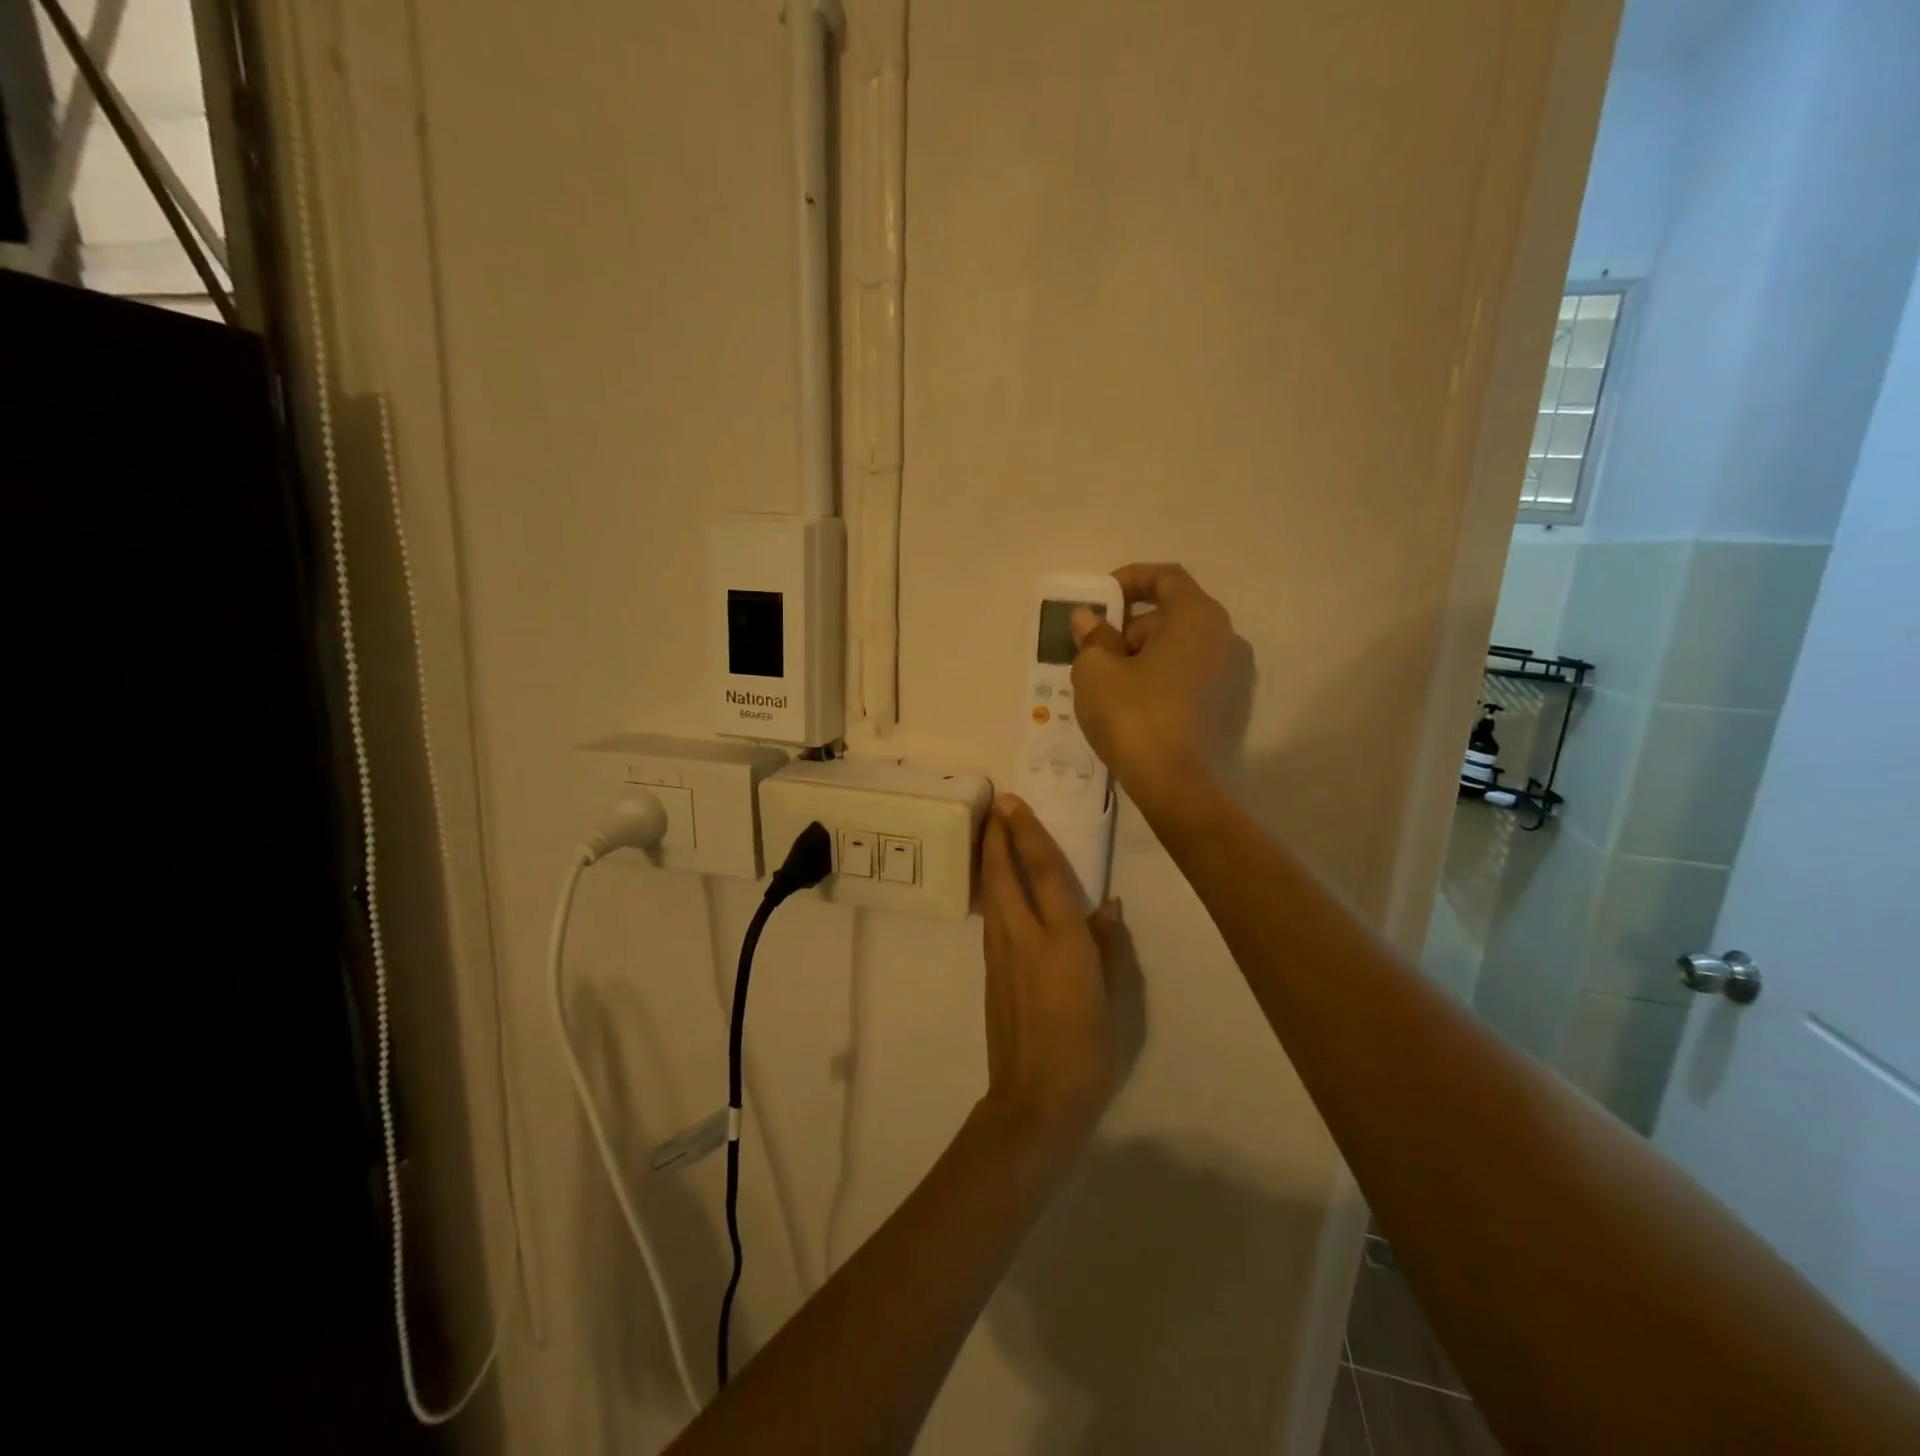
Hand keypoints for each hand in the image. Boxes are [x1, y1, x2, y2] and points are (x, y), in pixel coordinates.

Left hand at [979, 794, 1125, 1151]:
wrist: (1037, 1096)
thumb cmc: (1087, 1047)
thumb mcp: (1112, 995)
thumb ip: (1107, 945)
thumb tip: (1107, 906)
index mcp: (1062, 939)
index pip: (1043, 872)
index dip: (1028, 833)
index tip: (1013, 803)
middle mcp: (1024, 937)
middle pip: (1003, 875)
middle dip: (996, 837)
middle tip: (995, 807)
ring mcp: (1001, 954)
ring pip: (991, 895)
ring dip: (989, 861)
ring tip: (991, 835)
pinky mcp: (990, 971)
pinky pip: (991, 918)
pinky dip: (992, 892)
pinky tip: (996, 888)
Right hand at [1069, 562, 1236, 815]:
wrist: (1176, 786)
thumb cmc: (1134, 716)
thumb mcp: (1096, 671)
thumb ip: (1092, 636)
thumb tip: (1088, 618)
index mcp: (1198, 617)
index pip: (1166, 577)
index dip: (1129, 580)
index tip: (1099, 601)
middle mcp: (1225, 637)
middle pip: (1171, 615)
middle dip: (1129, 627)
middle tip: (1095, 652)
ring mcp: (1232, 674)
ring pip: (1179, 648)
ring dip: (1142, 656)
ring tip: (1108, 684)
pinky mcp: (1228, 706)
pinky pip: (1188, 675)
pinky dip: (1160, 678)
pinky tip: (1133, 705)